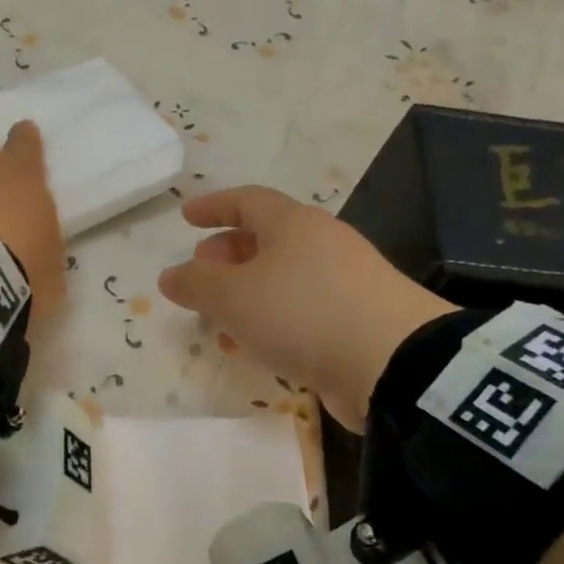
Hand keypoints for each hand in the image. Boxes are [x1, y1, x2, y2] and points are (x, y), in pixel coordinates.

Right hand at [158, 186, 452, 431]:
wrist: (391, 362)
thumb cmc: (302, 313)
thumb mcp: (233, 297)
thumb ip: (196, 284)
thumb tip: (171, 276)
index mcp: (293, 224)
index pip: (247, 201)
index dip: (213, 207)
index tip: (185, 217)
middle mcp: (321, 245)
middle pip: (265, 240)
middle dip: (227, 255)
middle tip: (200, 274)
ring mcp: (343, 284)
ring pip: (281, 280)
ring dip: (245, 296)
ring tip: (217, 320)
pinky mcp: (354, 322)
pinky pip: (300, 312)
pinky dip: (270, 322)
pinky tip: (253, 347)